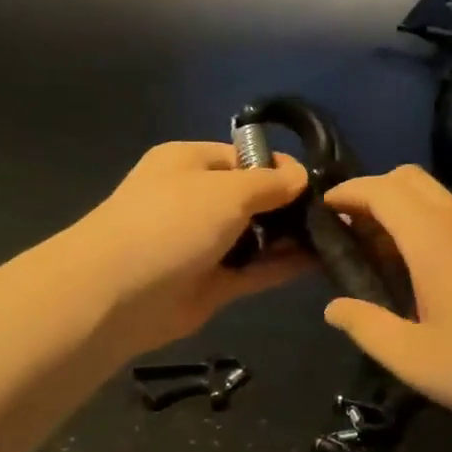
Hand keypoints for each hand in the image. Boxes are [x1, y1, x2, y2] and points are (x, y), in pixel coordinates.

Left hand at [71, 142, 311, 355]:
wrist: (116, 294)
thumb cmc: (171, 222)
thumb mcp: (227, 190)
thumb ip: (269, 182)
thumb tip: (301, 175)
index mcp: (189, 162)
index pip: (244, 157)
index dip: (281, 167)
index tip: (317, 184)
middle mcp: (195, 199)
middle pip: (252, 197)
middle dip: (289, 204)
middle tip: (332, 214)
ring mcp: (202, 243)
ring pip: (255, 236)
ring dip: (289, 237)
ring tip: (335, 238)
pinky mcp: (210, 284)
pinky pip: (254, 270)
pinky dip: (282, 266)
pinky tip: (320, 262)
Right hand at [321, 166, 451, 433]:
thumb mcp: (412, 358)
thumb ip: (366, 327)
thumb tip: (333, 308)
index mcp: (432, 239)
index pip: (382, 189)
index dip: (347, 193)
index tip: (321, 211)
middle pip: (408, 178)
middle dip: (371, 192)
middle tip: (347, 233)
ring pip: (431, 195)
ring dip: (397, 208)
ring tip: (374, 253)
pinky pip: (449, 216)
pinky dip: (421, 223)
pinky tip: (414, 270)